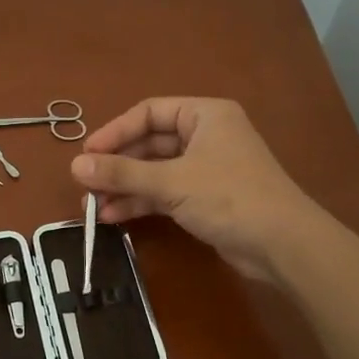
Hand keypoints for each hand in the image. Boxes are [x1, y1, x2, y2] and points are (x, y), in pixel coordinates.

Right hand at [71, 98, 326, 281]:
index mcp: (204, 115)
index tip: (86, 155)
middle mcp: (205, 136)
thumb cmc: (229, 197)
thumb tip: (75, 166)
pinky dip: (142, 202)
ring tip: (92, 207)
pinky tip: (115, 217)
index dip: (114, 132)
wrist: (283, 244)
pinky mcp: (206, 198)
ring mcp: (206, 168)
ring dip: (125, 187)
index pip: (148, 113)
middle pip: (150, 143)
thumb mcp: (172, 182)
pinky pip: (166, 193)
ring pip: (155, 171)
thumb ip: (123, 173)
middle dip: (117, 165)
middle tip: (85, 184)